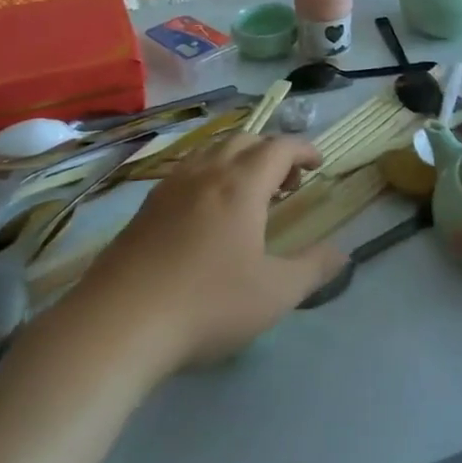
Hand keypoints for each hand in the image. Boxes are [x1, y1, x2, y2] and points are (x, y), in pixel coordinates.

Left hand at [77, 134, 346, 369]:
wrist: (119, 323)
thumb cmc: (207, 304)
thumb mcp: (274, 294)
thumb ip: (313, 269)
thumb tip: (342, 253)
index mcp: (241, 185)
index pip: (279, 146)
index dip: (304, 149)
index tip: (318, 165)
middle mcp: (206, 173)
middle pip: (244, 140)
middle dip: (271, 151)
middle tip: (286, 183)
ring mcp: (170, 187)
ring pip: (210, 151)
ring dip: (237, 159)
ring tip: (247, 193)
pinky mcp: (145, 208)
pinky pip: (185, 171)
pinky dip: (208, 174)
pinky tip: (205, 212)